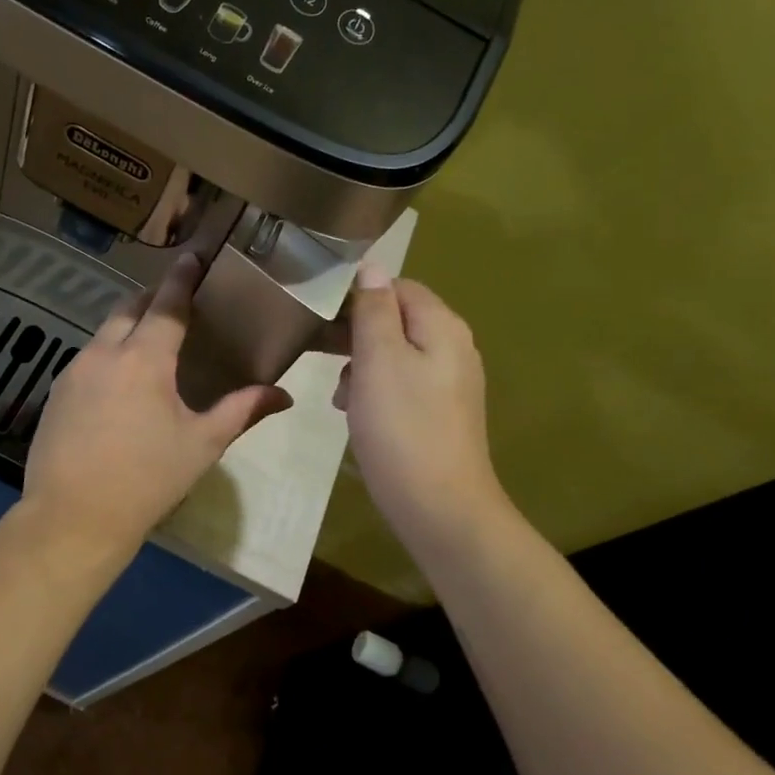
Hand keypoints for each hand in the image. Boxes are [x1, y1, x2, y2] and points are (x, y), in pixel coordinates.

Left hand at [23, 254, 292, 553]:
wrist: (72, 518)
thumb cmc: (146, 480)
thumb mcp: (201, 445)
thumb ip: (241, 411)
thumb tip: (282, 395)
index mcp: (144, 359)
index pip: (167, 303)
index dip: (182, 277)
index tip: (192, 256)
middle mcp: (104, 353)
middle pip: (129, 308)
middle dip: (153, 298)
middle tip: (176, 303)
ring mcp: (74, 371)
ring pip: (104, 333)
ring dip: (128, 327)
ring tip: (150, 344)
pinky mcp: (56, 393)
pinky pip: (87, 359)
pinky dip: (108, 355)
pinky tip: (119, 384)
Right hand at [336, 267, 504, 549]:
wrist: (440, 507)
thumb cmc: (403, 428)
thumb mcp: (379, 360)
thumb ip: (374, 310)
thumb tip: (371, 267)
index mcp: (442, 327)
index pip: (398, 287)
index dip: (358, 296)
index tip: (321, 318)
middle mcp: (453, 348)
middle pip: (397, 320)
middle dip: (356, 336)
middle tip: (320, 356)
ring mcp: (449, 383)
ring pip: (394, 355)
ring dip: (361, 367)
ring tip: (340, 396)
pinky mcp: (440, 414)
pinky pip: (401, 386)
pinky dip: (375, 392)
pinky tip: (357, 416)